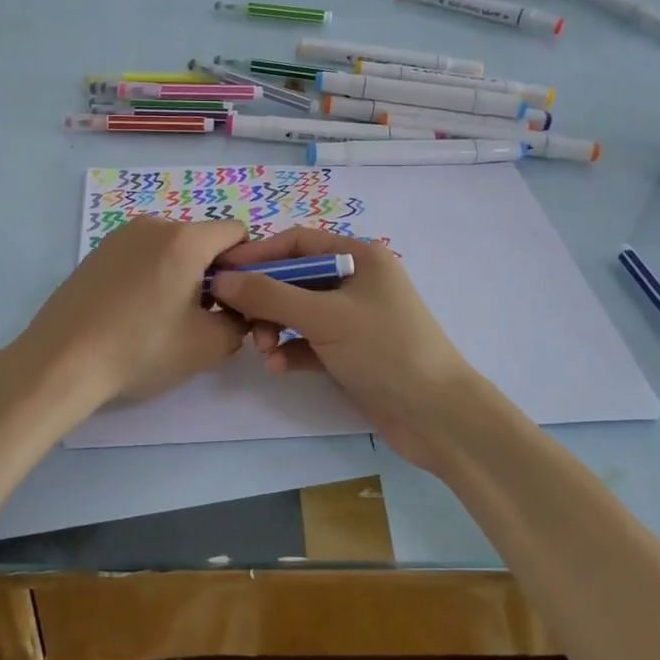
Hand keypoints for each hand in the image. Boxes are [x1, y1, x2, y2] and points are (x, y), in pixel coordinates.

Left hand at [12, 217, 248, 416]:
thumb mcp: (208, 346)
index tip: (233, 301)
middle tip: (199, 318)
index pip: (237, 232)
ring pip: (170, 249)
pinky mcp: (97, 252)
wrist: (62, 361)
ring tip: (161, 320)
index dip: (245, 265)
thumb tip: (236, 313)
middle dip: (211, 274)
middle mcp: (154, 225)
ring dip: (179, 276)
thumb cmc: (141, 349)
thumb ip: (239, 323)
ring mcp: (120, 236)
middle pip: (202, 240)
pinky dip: (149, 277)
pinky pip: (140, 256)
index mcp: (185, 239)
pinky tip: (132, 314)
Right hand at [208, 228, 494, 468]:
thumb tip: (221, 280)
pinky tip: (279, 366)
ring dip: (275, 327)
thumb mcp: (324, 317)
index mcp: (360, 256)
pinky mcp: (352, 352)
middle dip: (265, 298)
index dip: (258, 254)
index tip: (221, 271)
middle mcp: (357, 281)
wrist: (438, 416)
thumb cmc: (385, 350)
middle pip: (295, 278)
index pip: (297, 242)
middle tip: (239, 320)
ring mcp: (355, 318)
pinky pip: (310, 341)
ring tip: (264, 349)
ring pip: (299, 312)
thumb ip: (270, 295)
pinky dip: (292, 349)